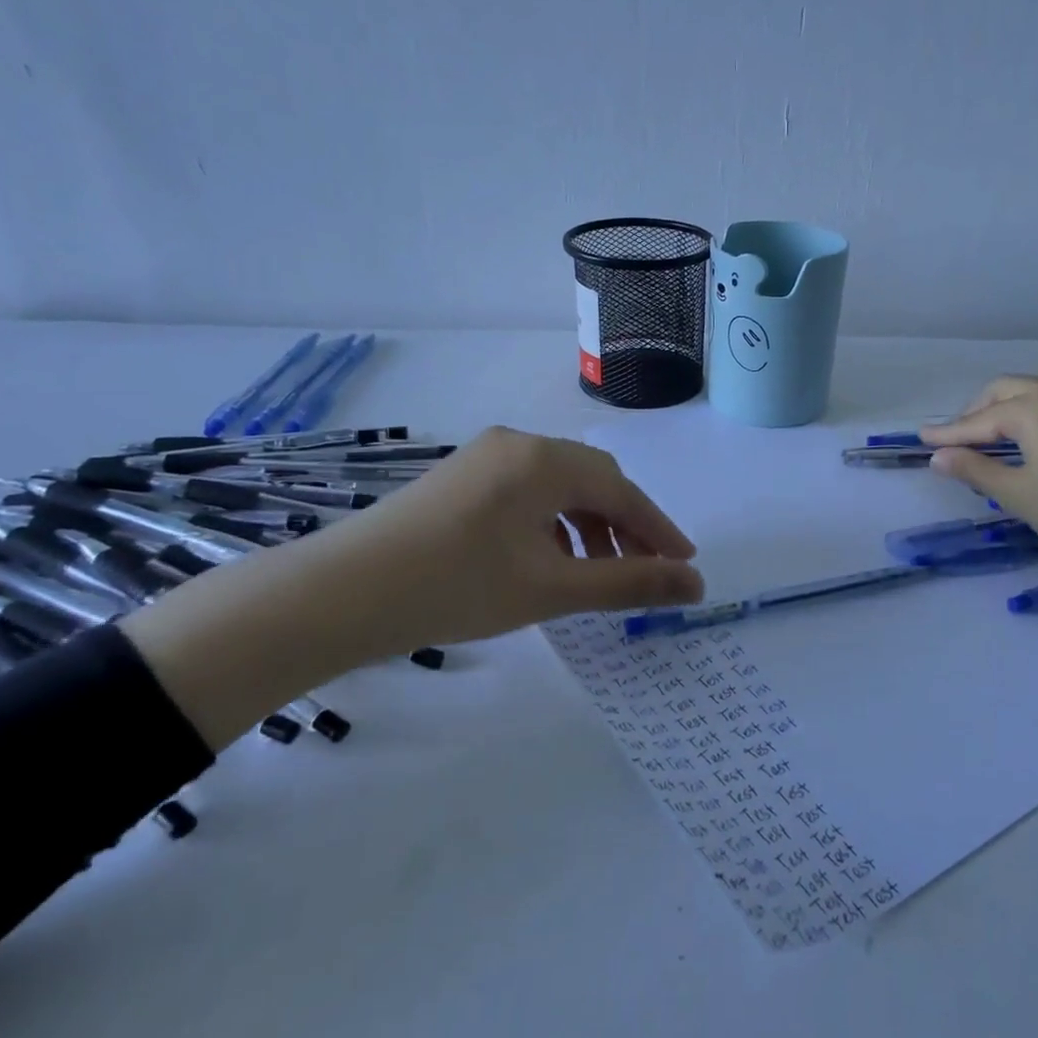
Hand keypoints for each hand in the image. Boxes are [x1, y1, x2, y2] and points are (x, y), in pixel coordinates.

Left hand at [122, 428, 702, 748]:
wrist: (342, 594)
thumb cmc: (458, 587)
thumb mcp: (553, 588)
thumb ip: (630, 583)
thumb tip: (696, 586)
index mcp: (544, 460)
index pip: (622, 491)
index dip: (658, 530)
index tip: (685, 566)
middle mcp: (518, 444)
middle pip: (593, 481)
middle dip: (625, 526)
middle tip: (644, 571)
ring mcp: (484, 457)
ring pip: (558, 487)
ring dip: (588, 526)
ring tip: (595, 572)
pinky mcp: (460, 477)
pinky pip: (527, 492)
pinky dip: (552, 523)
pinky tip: (546, 559)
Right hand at [919, 364, 1037, 626]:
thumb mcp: (1018, 495)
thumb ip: (975, 470)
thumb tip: (938, 456)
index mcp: (1031, 408)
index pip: (977, 421)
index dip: (948, 434)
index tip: (922, 438)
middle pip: (1007, 389)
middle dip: (979, 411)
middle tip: (960, 438)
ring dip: (1019, 395)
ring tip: (1008, 421)